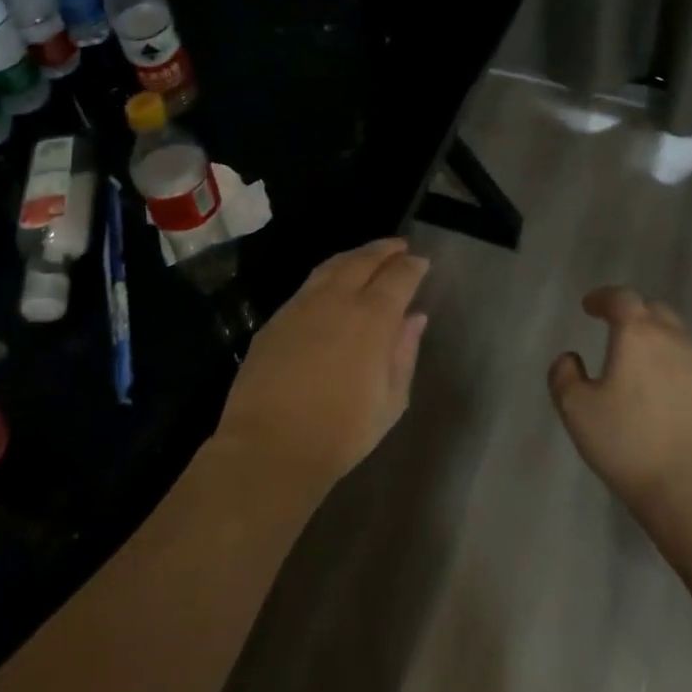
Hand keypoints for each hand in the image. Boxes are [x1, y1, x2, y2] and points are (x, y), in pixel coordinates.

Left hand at [215, 238, 429, 490]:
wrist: (269, 446)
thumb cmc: (341, 431)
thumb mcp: (391, 401)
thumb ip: (404, 352)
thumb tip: (414, 318)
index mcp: (372, 316)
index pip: (398, 276)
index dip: (413, 266)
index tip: (421, 262)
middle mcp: (337, 299)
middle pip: (364, 260)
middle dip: (384, 249)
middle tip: (399, 246)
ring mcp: (302, 305)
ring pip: (332, 266)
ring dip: (354, 256)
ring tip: (367, 256)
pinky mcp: (276, 319)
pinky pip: (308, 285)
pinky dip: (328, 275)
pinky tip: (331, 284)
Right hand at [548, 288, 691, 523]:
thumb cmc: (630, 443)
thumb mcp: (577, 411)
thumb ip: (564, 377)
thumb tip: (569, 358)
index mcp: (638, 334)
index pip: (621, 298)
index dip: (602, 298)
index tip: (589, 306)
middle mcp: (674, 341)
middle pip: (654, 312)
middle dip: (632, 314)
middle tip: (614, 328)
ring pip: (677, 338)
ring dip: (655, 340)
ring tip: (637, 362)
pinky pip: (691, 366)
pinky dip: (672, 366)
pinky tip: (661, 392)